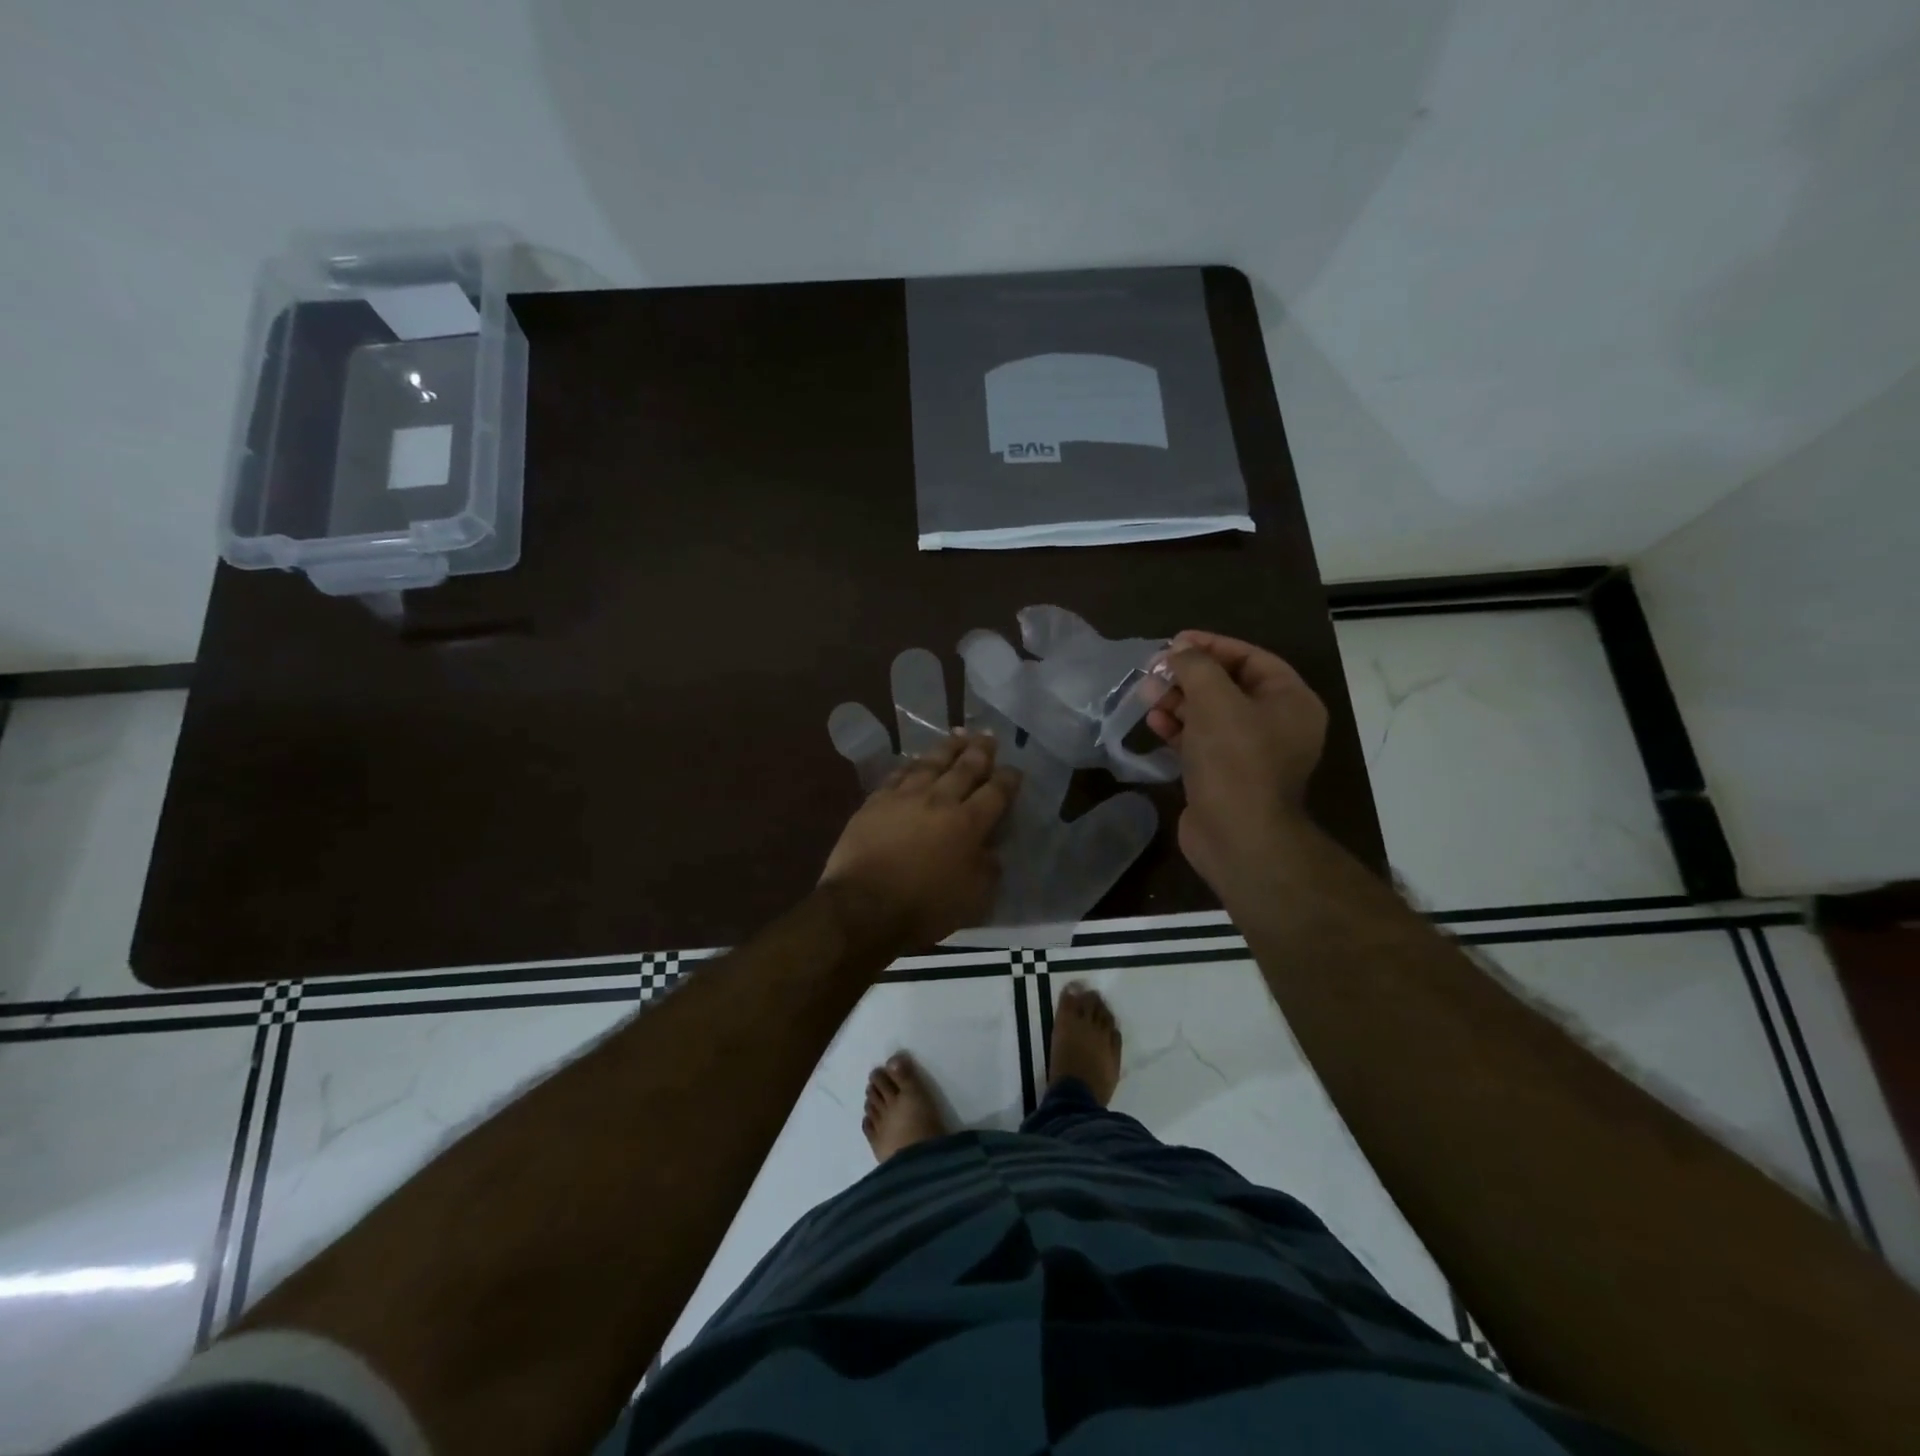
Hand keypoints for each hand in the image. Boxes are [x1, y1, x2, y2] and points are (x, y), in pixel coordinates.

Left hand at [820, 730, 1021, 952]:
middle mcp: (939, 800)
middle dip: (981, 751)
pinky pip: (899, 774)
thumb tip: (991, 851)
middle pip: (965, 768)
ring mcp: (905, 797)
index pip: (996, 793)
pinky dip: (912, 764)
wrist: (863, 906)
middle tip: (989, 736)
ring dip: (948, 747)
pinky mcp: (876, 801)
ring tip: (958, 735)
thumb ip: (987, 869)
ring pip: (931, 763)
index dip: (1008, 779)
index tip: (1014, 770)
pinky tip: (917, 760)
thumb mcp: (972, 899)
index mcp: (968, 824)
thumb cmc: (923, 908)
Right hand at [1146, 630, 1327, 893]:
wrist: (1237, 836)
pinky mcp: (1225, 776)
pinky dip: (1178, 730)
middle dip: (1189, 676)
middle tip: (1153, 670)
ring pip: (1211, 715)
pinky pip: (1201, 742)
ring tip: (1146, 694)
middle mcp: (1276, 724)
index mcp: (1291, 701)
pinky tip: (1153, 723)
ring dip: (1178, 702)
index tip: (1174, 642)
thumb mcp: (1215, 700)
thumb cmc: (1234, 760)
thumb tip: (1179, 650)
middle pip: (1228, 686)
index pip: (1251, 658)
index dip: (1212, 646)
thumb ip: (1196, 667)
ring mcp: (1251, 753)